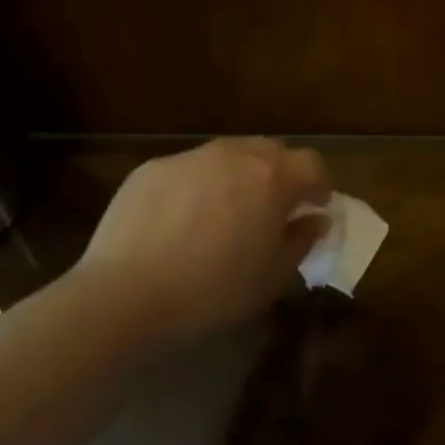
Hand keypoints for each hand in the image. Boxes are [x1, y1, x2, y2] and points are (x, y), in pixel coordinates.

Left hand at [72, 138, 329, 349]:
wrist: (125, 293)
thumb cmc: (212, 289)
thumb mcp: (271, 277)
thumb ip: (302, 240)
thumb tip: (317, 220)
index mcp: (272, 178)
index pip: (312, 164)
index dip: (319, 185)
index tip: (315, 207)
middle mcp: (234, 155)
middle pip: (272, 150)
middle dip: (282, 173)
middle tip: (275, 207)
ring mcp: (190, 157)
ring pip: (229, 154)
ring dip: (240, 175)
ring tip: (228, 210)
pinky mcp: (153, 168)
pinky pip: (190, 168)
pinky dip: (199, 185)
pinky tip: (183, 219)